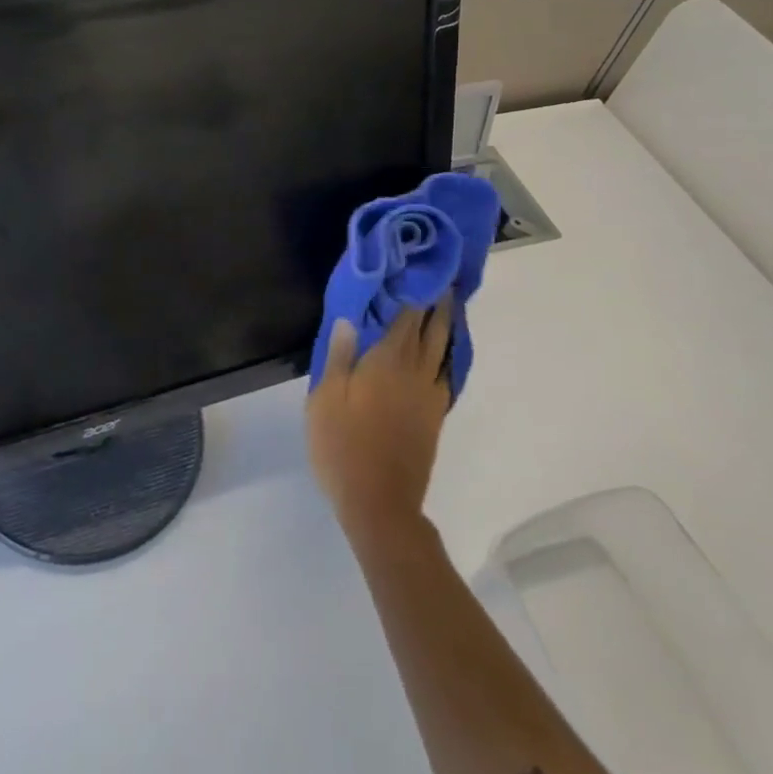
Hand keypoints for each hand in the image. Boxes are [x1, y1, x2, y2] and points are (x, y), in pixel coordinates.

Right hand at [306, 298, 455, 549]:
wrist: (379, 502)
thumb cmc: (343, 445)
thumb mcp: (325, 398)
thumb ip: (339, 355)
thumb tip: (349, 317)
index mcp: (387, 362)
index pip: (406, 318)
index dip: (414, 293)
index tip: (419, 271)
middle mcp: (415, 373)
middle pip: (433, 331)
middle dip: (438, 305)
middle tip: (443, 281)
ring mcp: (429, 397)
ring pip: (443, 352)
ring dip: (446, 328)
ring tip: (447, 309)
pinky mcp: (434, 418)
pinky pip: (445, 376)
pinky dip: (446, 358)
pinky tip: (441, 356)